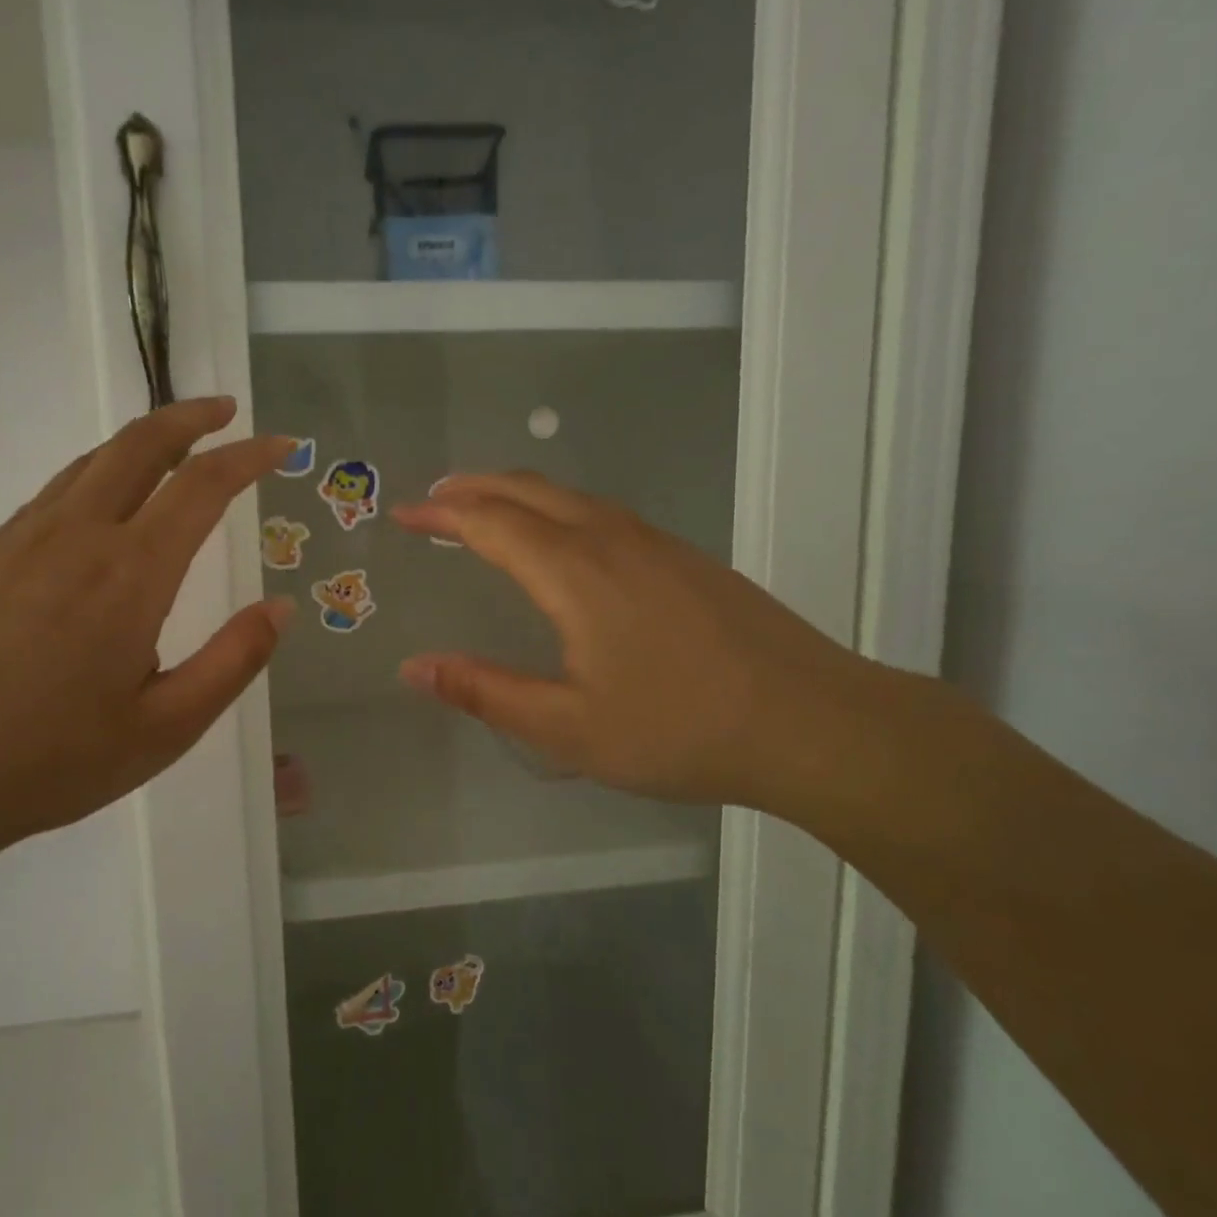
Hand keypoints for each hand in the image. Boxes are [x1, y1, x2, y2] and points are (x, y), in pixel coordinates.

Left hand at [0, 398, 293, 861]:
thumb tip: (283, 607)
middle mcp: (76, 537)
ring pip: (93, 461)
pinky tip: (107, 504)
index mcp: (130, 575)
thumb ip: (234, 660)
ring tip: (178, 446)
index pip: (201, 486)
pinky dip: (99, 474)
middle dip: (191, 416)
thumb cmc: (55, 761)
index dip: (248, 456)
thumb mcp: (167, 727)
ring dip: (144, 440)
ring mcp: (21, 539)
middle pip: (140, 444)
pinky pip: (55, 492)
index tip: (281, 446)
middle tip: (227, 411)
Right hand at [391, 472, 880, 816]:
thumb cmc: (679, 728)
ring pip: (571, 496)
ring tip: (486, 508)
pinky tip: (564, 539)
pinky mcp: (686, 559)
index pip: (489, 522)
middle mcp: (611, 539)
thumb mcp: (567, 727)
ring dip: (518, 493)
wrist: (812, 723)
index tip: (404, 514)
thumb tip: (415, 667)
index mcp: (574, 572)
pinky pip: (603, 512)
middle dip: (474, 487)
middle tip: (435, 498)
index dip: (441, 515)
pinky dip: (559, 509)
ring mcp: (656, 543)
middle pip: (529, 490)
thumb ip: (485, 693)